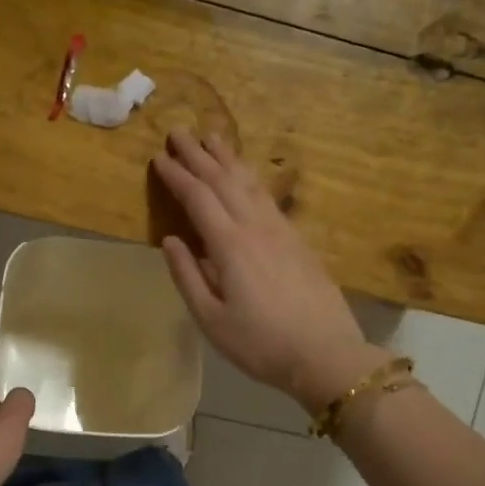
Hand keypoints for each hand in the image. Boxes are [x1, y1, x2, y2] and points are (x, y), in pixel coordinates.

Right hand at [153, 131, 388, 412]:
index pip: (198, 198)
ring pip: (250, 183)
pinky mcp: (298, 241)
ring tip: (213, 137)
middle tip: (179, 131)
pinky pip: (268, 197)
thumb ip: (188, 277)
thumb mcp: (211, 320)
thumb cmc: (260, 343)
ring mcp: (281, 231)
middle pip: (224, 180)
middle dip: (199, 155)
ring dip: (228, 158)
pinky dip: (252, 178)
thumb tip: (171, 240)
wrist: (325, 354)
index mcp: (230, 246)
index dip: (177, 176)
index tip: (159, 157)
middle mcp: (256, 227)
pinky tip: (248, 176)